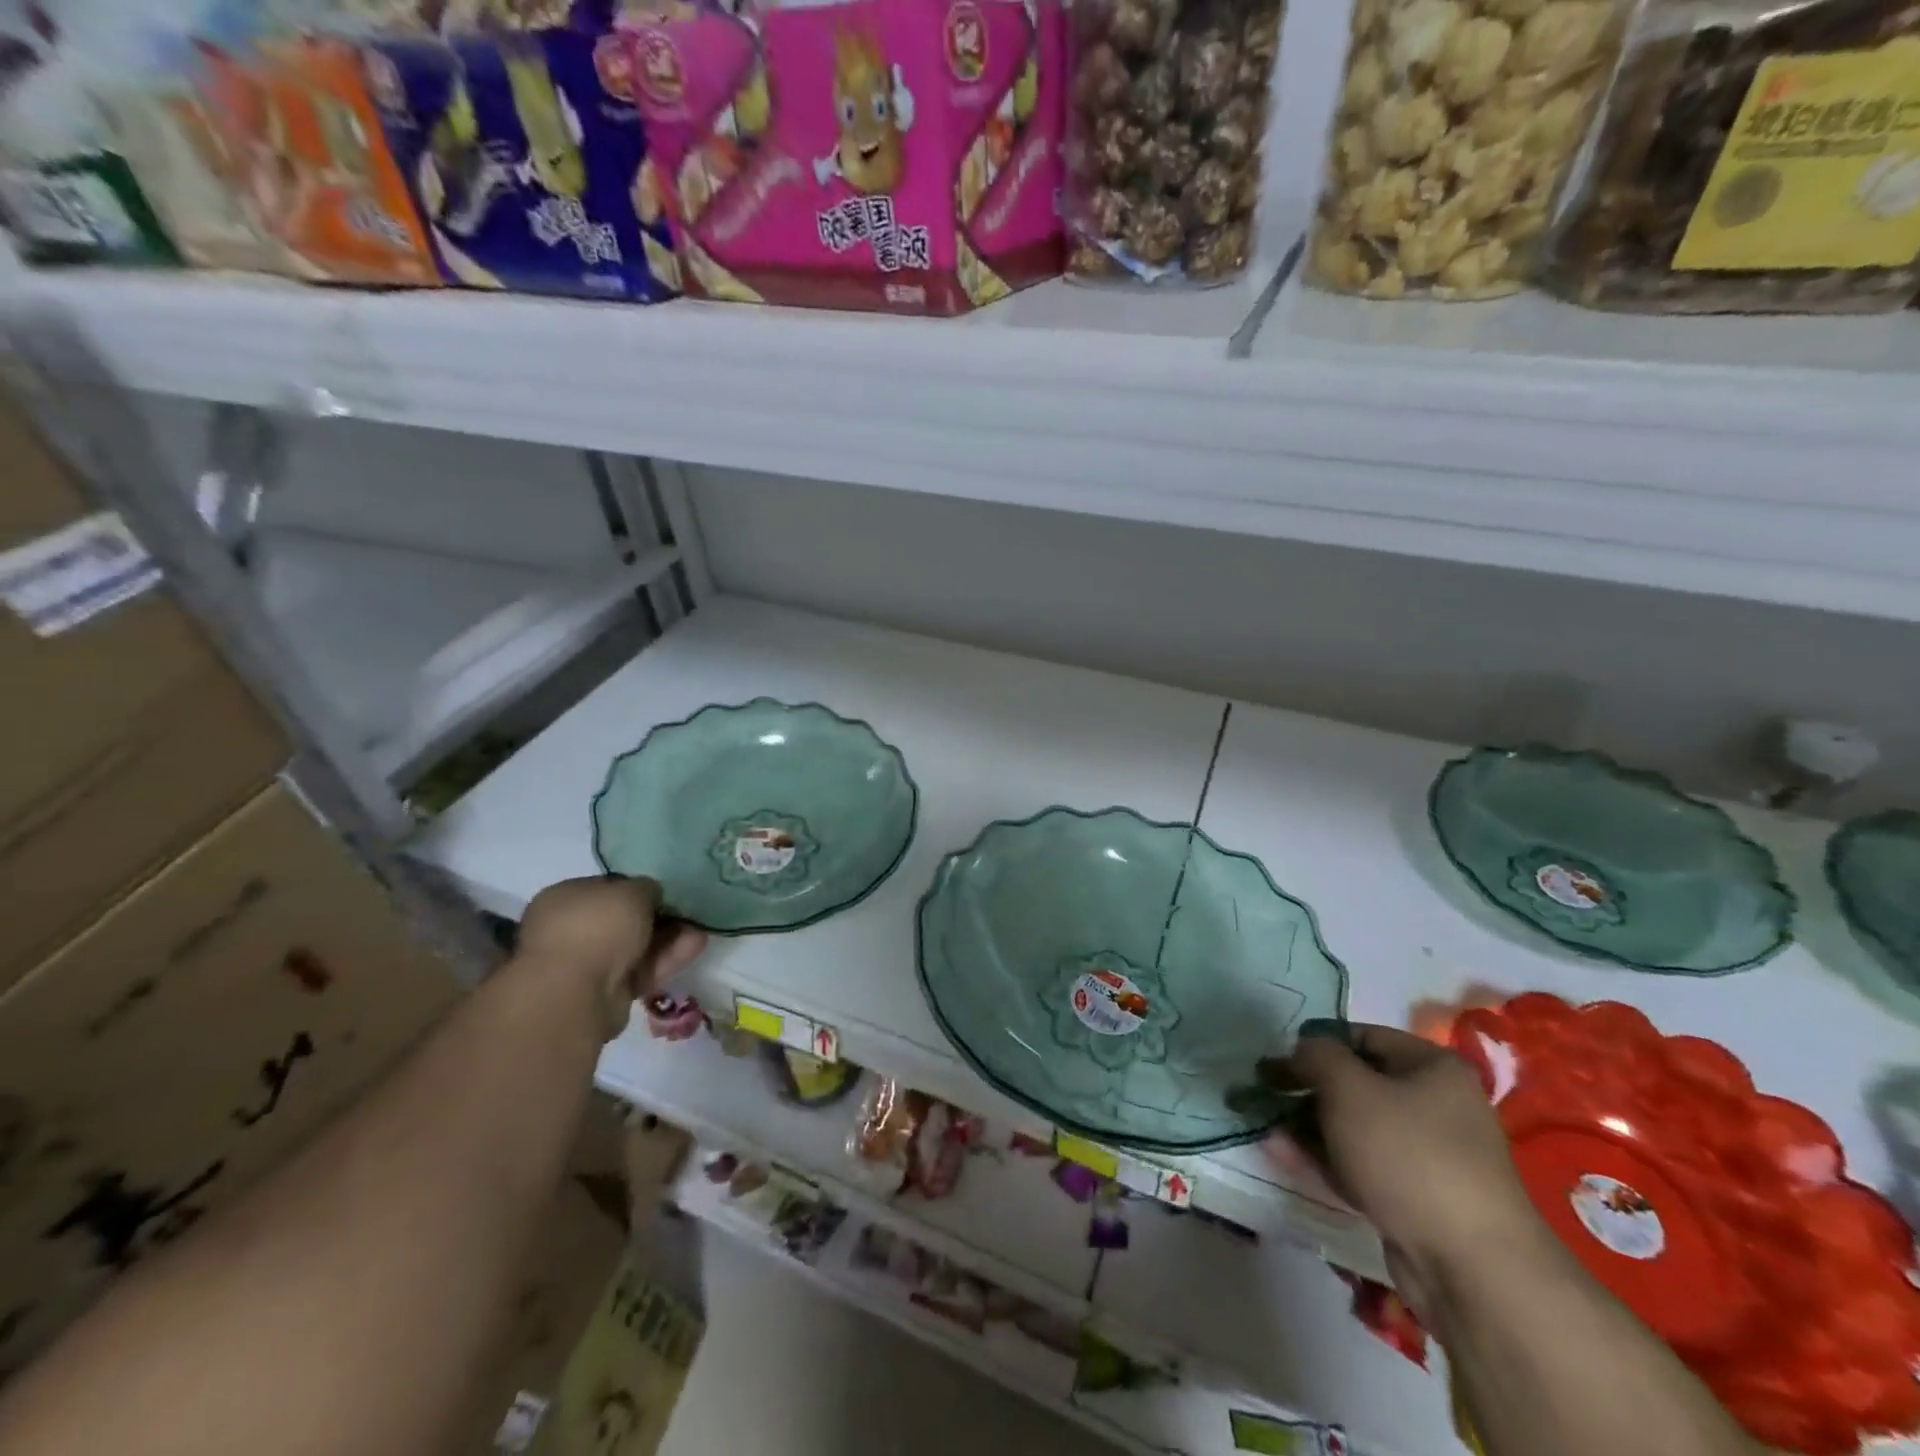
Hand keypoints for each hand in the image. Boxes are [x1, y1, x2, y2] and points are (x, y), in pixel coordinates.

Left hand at [517, 876, 706, 1038]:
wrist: (575, 992)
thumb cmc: (597, 927)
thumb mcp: (632, 891)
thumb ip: (646, 888)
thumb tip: (650, 896)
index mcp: (564, 898)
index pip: (606, 888)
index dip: (638, 889)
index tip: (665, 893)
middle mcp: (570, 930)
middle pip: (623, 921)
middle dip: (658, 918)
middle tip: (687, 914)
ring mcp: (586, 964)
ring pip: (635, 947)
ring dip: (668, 939)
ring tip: (699, 932)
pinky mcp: (605, 993)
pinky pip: (640, 971)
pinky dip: (666, 960)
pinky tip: (694, 948)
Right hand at [1266, 1021, 1543, 1322]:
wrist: (1471, 1269)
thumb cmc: (1408, 1155)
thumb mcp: (1349, 1087)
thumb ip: (1316, 1056)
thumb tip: (1302, 1052)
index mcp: (1433, 1068)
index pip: (1361, 1037)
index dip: (1315, 1044)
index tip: (1277, 1060)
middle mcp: (1436, 1105)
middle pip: (1356, 1084)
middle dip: (1307, 1089)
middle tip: (1265, 1094)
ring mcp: (1428, 1155)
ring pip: (1354, 1127)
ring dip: (1308, 1126)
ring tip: (1266, 1129)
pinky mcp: (1416, 1198)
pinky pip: (1361, 1166)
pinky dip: (1325, 1159)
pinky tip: (1284, 1156)